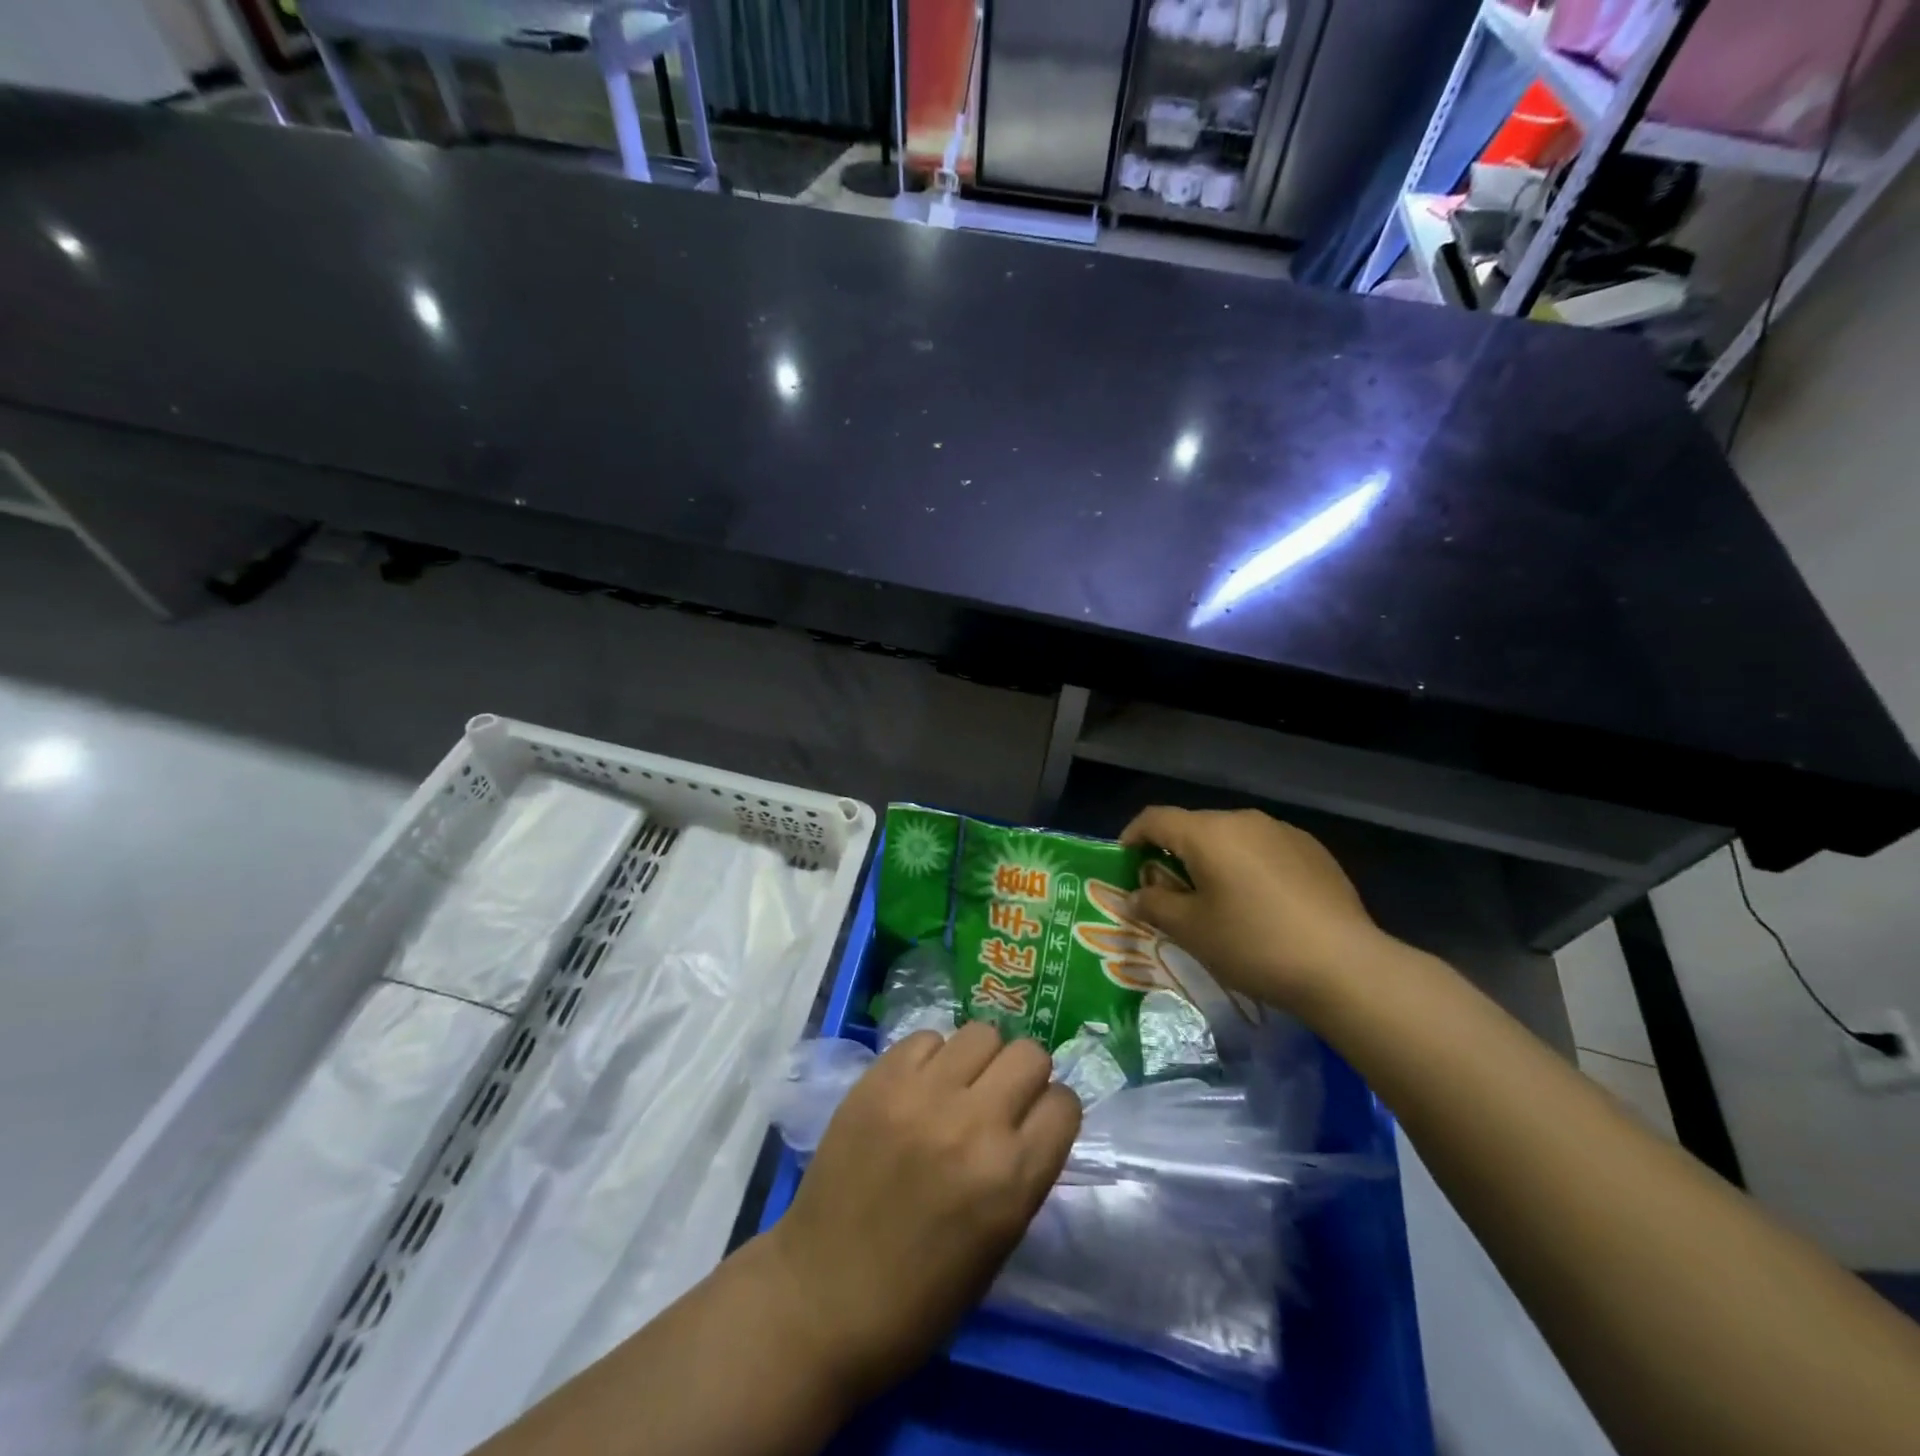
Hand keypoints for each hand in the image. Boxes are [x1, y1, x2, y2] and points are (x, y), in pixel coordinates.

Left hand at [761, 1022, 1080, 1402]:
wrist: (822, 1296)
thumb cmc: (920, 1295)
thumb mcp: (999, 1244)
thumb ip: (1023, 1172)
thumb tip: (1032, 1119)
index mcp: (1012, 1178)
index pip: (1064, 1104)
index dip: (1052, 1112)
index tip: (1035, 1123)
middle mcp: (974, 1124)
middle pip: (1029, 1054)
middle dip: (1023, 1075)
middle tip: (998, 1099)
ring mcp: (923, 1094)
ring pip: (981, 1033)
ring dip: (978, 1060)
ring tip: (956, 1088)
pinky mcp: (880, 1079)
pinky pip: (926, 1038)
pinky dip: (930, 1058)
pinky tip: (917, 1089)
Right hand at [1121, 806, 1389, 1015]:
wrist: (1344, 966)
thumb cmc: (1254, 944)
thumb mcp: (1192, 931)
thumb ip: (1155, 905)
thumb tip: (1136, 895)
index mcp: (1208, 832)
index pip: (1156, 819)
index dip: (1132, 836)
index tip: (1124, 861)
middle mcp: (1245, 820)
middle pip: (1195, 827)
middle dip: (1174, 853)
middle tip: (1168, 891)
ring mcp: (1284, 832)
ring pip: (1232, 838)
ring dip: (1213, 860)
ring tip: (1215, 899)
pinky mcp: (1314, 851)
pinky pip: (1265, 849)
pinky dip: (1248, 867)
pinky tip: (1259, 904)